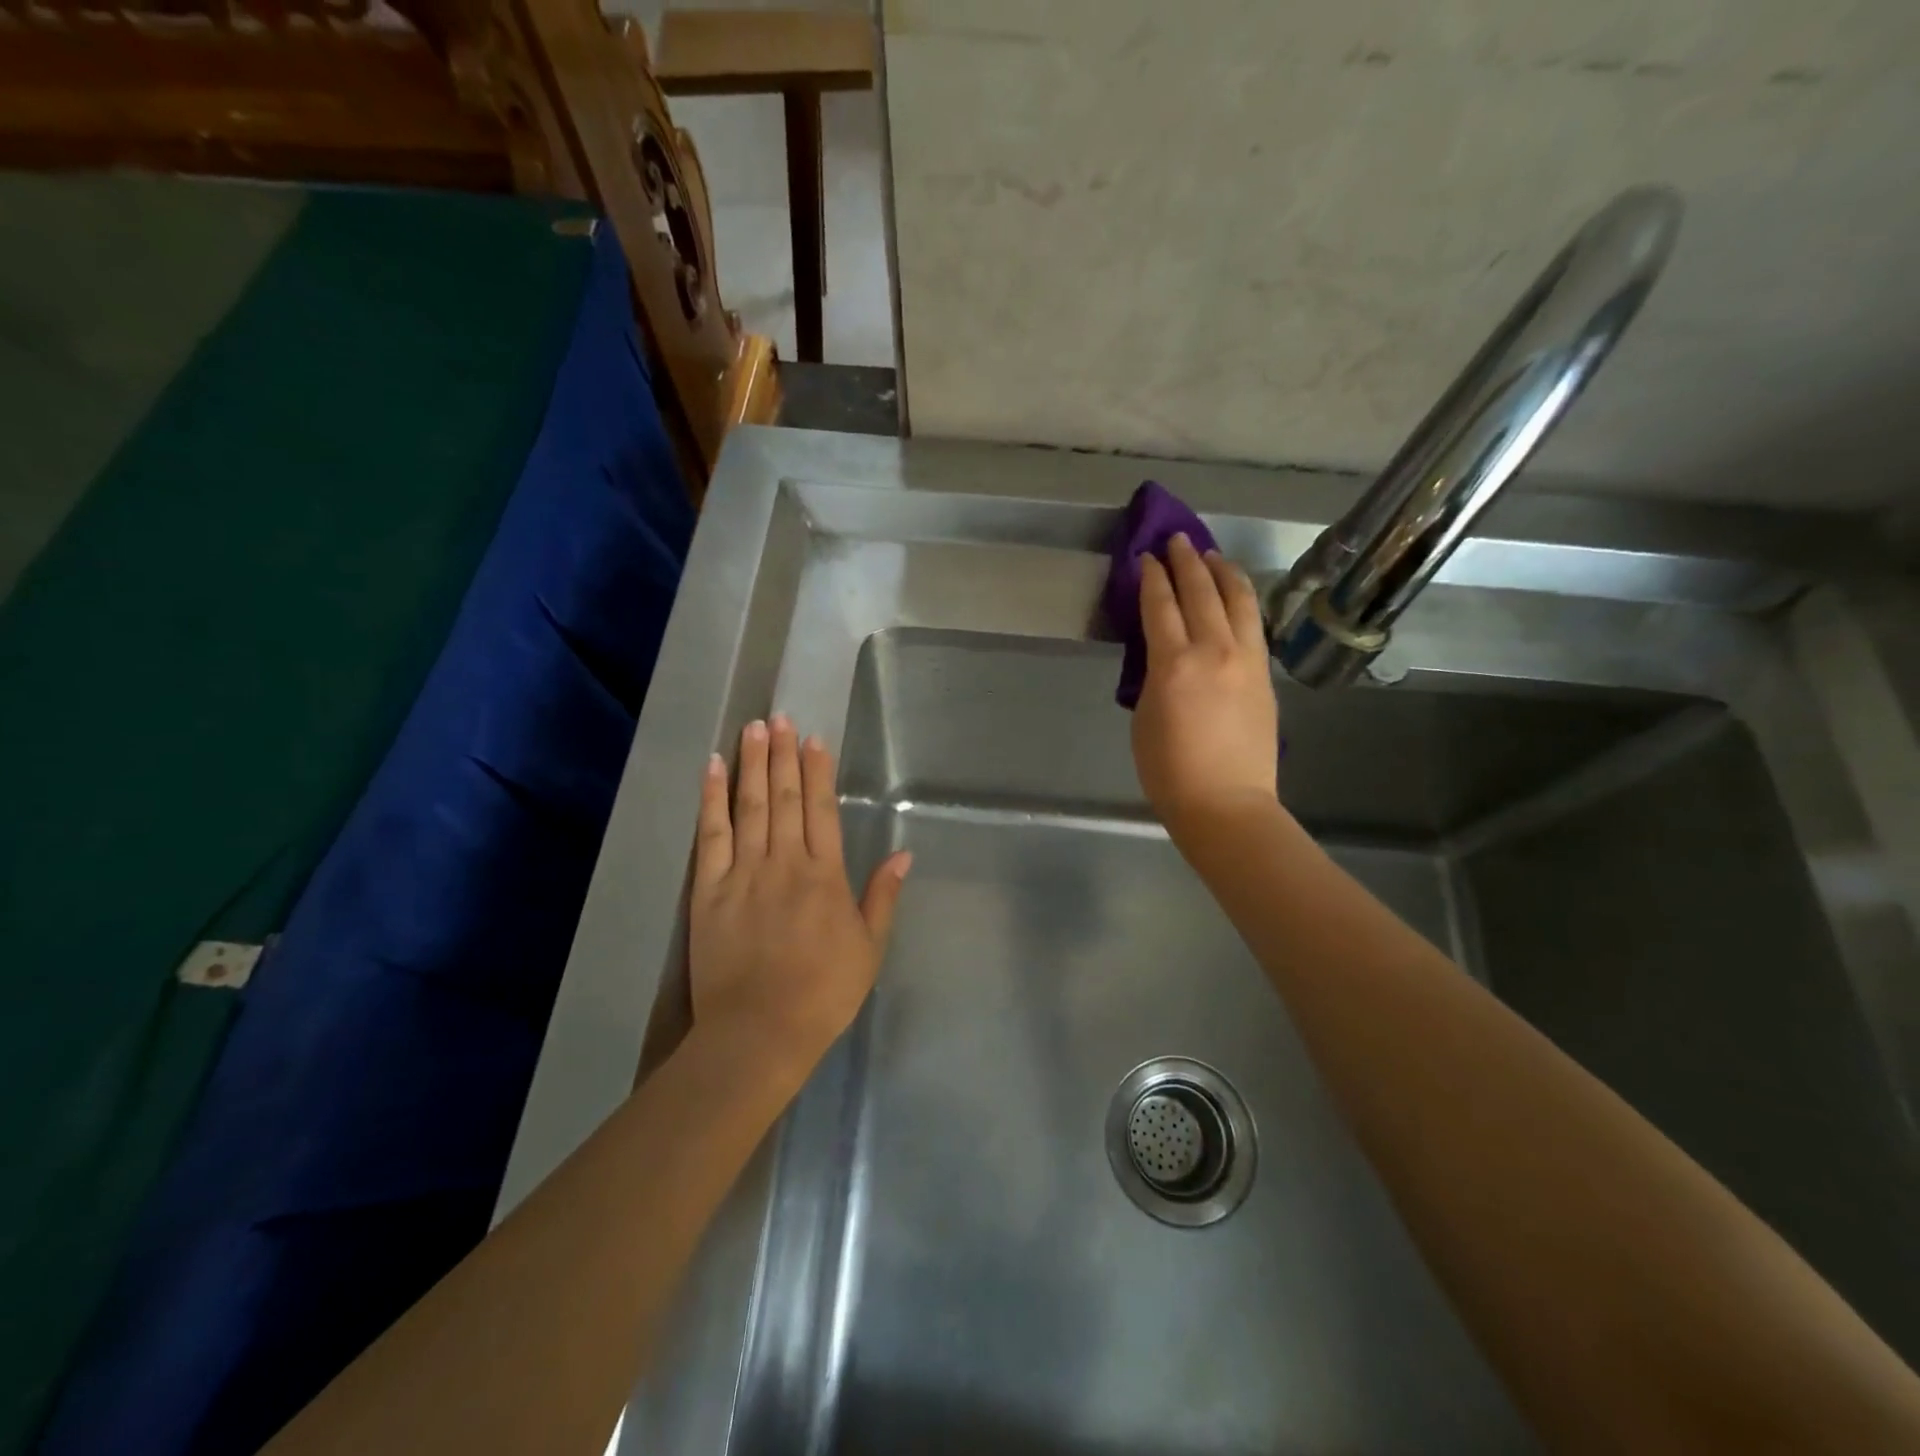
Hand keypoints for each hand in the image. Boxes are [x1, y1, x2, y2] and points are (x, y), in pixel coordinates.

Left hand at [690, 715, 911, 1085]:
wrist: (759, 1033)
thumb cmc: (823, 994)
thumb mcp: (869, 949)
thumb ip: (883, 897)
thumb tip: (904, 853)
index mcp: (825, 876)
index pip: (821, 810)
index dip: (818, 771)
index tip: (814, 739)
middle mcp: (785, 863)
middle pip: (785, 797)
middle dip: (783, 754)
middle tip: (780, 717)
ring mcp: (743, 873)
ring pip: (750, 805)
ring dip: (753, 763)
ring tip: (754, 728)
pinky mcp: (708, 889)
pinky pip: (710, 834)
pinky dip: (711, 798)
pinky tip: (713, 768)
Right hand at [1132, 533, 1280, 842]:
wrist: (1226, 803)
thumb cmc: (1169, 771)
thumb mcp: (1142, 718)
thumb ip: (1152, 677)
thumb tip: (1160, 655)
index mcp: (1174, 663)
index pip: (1160, 605)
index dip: (1151, 577)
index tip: (1145, 557)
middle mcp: (1213, 650)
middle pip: (1200, 592)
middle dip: (1186, 561)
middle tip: (1176, 539)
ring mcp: (1246, 660)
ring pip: (1238, 600)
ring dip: (1222, 572)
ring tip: (1211, 555)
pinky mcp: (1265, 675)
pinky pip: (1253, 625)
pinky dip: (1242, 601)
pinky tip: (1236, 595)